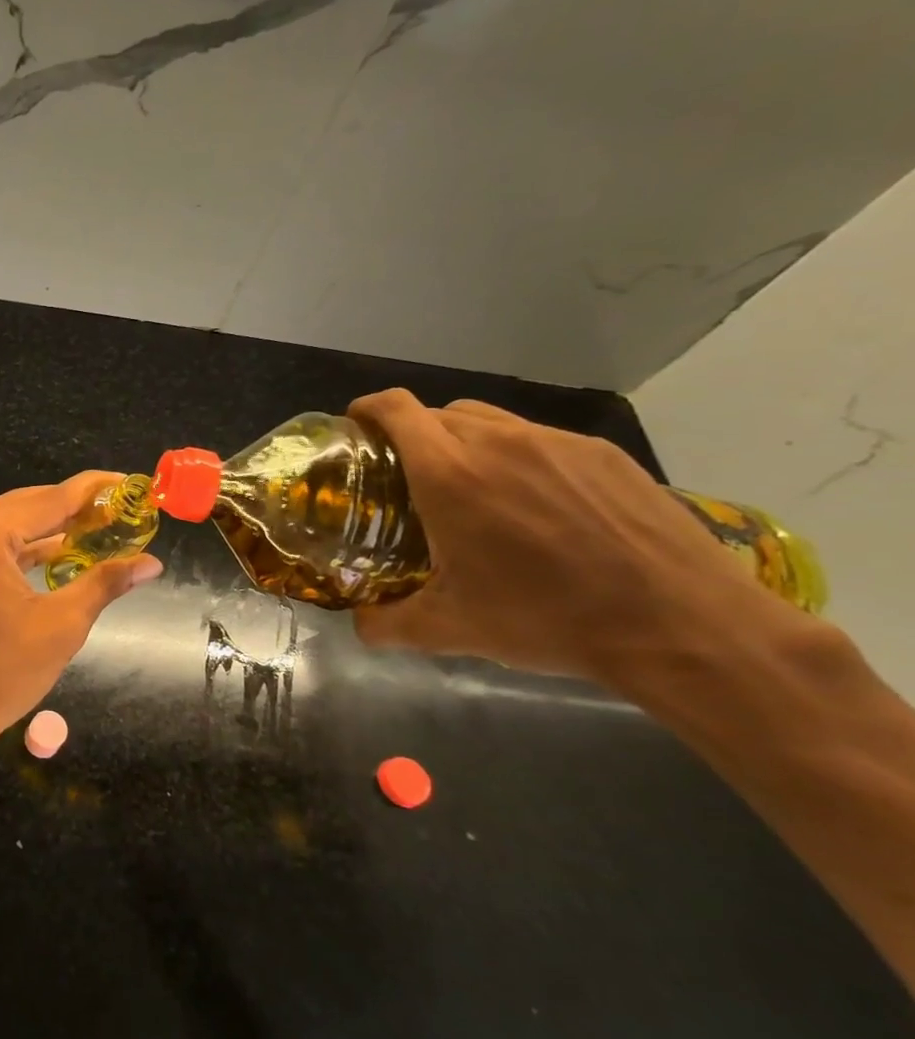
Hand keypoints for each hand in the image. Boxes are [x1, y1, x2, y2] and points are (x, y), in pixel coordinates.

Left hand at [0, 473, 162, 761]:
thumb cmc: (2, 674)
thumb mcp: (62, 625)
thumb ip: (105, 582)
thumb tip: (151, 562)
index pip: (48, 500)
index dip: (92, 491)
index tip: (129, 483)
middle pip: (25, 505)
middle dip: (73, 508)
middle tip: (120, 509)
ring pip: (7, 522)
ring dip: (48, 526)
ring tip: (98, 526)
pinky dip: (22, 546)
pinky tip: (59, 548)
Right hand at [347, 389, 783, 681]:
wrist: (683, 625)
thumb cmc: (548, 620)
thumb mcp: (450, 630)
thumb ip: (386, 624)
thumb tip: (359, 623)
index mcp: (450, 475)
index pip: (396, 409)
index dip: (367, 408)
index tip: (356, 427)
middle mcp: (499, 443)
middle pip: (438, 412)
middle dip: (412, 433)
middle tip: (407, 475)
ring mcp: (558, 443)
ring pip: (489, 420)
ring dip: (463, 440)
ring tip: (470, 486)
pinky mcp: (604, 454)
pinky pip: (539, 438)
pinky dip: (516, 456)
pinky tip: (535, 504)